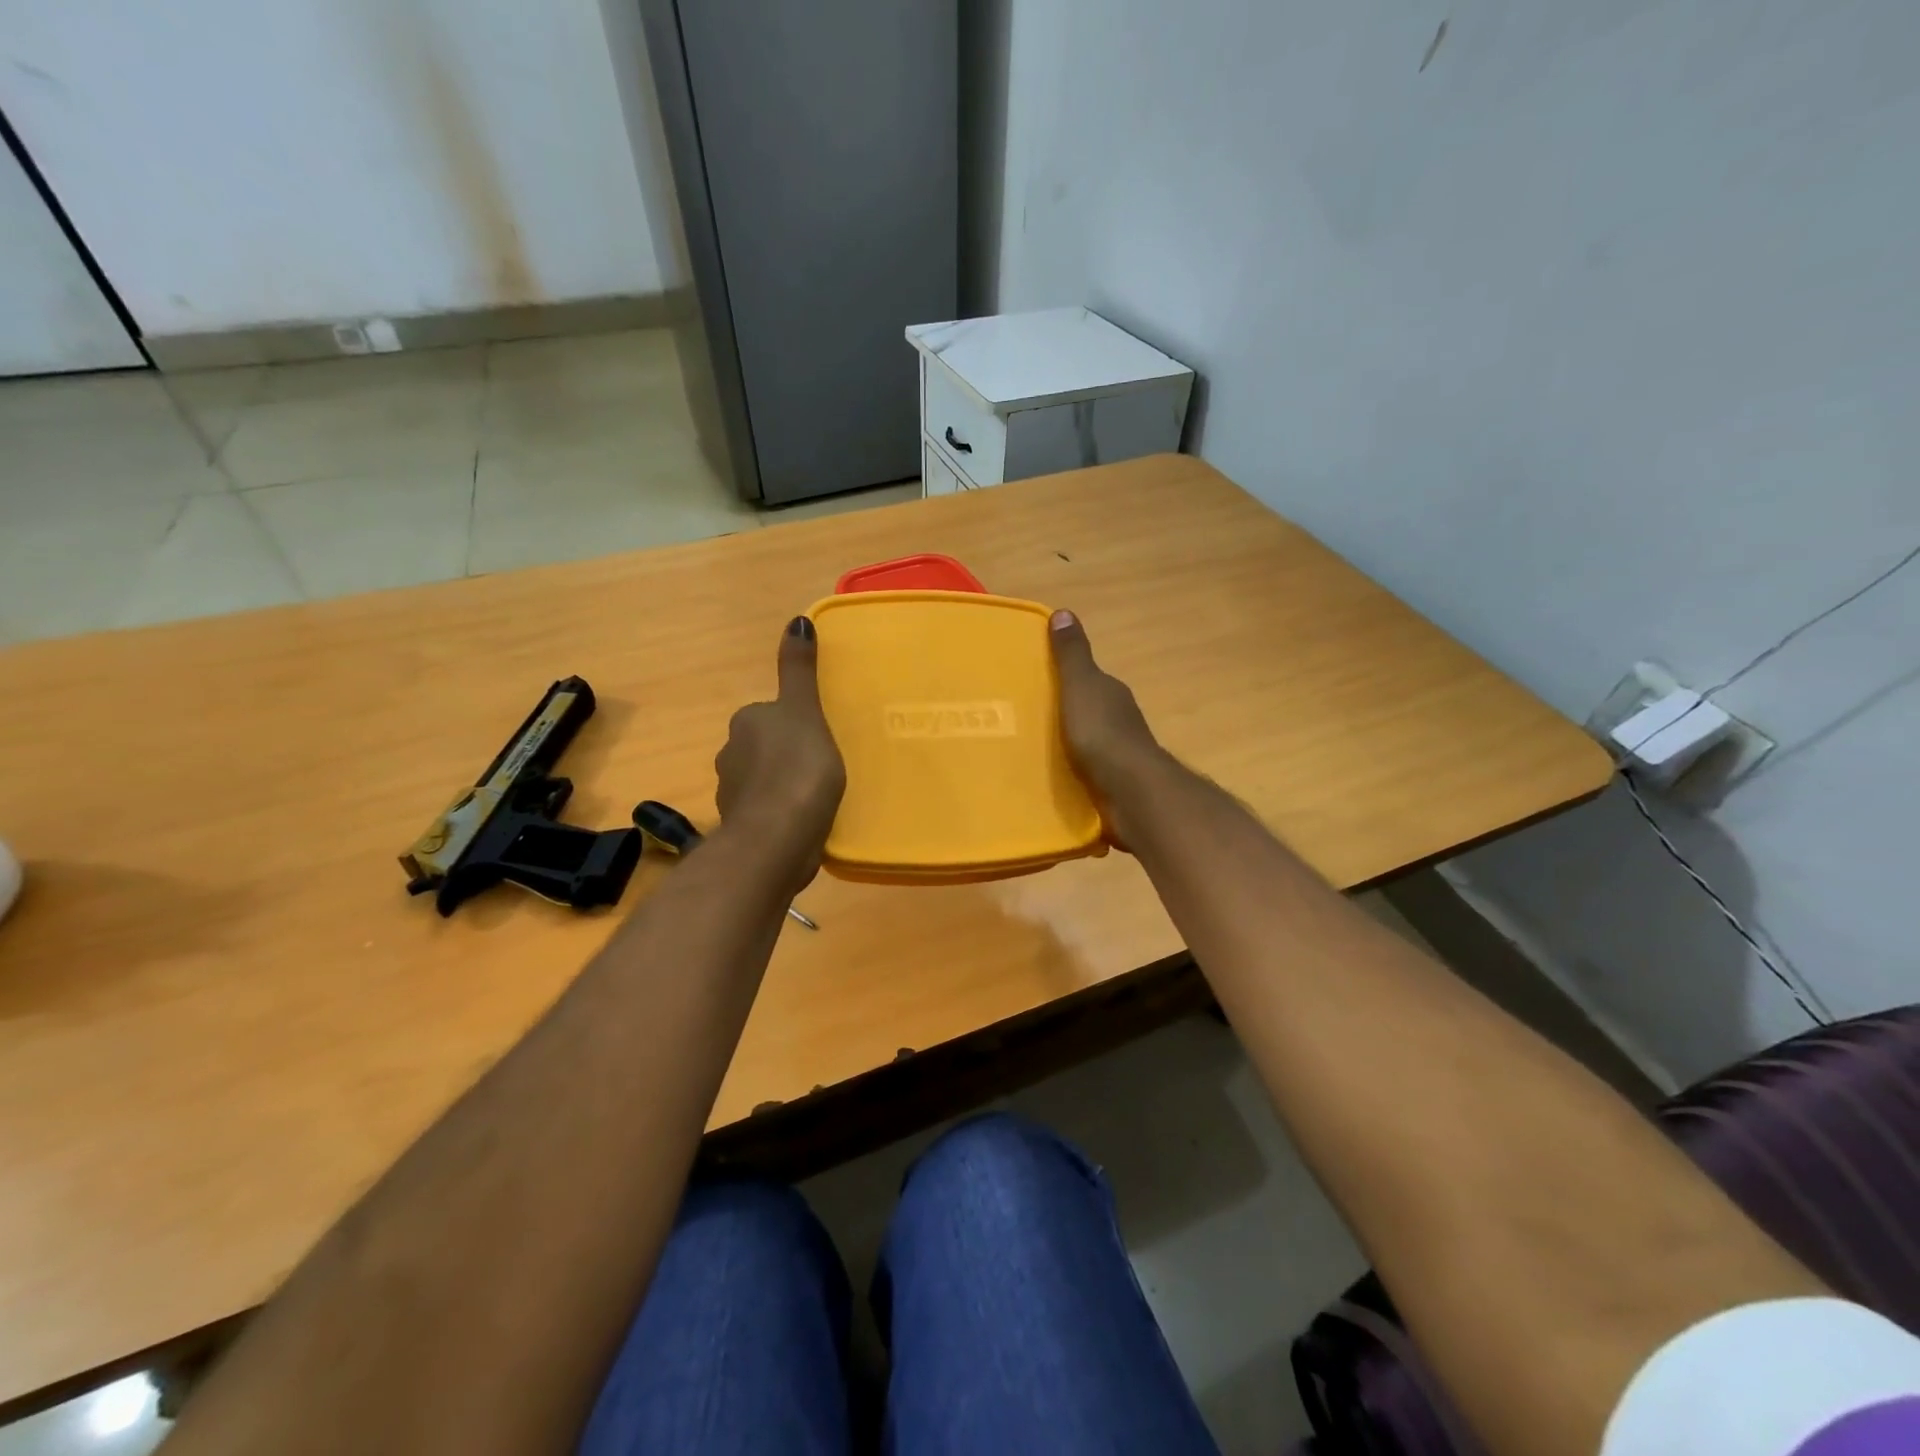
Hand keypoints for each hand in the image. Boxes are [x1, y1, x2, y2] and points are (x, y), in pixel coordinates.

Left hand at [715, 617, 845, 862]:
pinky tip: (804, 822)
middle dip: (785, 753)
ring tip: (815, 797)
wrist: (777, 839)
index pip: (768, 714)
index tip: (818, 738)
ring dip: (782, 785)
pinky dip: (781, 813)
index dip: (794, 723)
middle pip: (762, 746)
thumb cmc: (797, 769)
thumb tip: (796, 619)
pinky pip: (766, 811)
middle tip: (822, 765)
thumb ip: (799, 670)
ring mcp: (732, 794)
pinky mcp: (742, 827)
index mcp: (745, 723)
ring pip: (761, 780)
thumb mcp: (805, 711)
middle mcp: (729, 754)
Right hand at [1049, 609, 1169, 844]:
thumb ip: (1071, 655)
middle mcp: (1119, 719)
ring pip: (1087, 741)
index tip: (1035, 681)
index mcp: (1111, 693)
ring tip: (1031, 749)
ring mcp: (1118, 753)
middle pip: (1087, 710)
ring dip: (1067, 743)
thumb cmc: (1102, 732)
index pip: (1088, 678)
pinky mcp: (1112, 782)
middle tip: (1025, 717)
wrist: (1129, 790)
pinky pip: (1086, 770)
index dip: (1065, 677)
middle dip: (1063, 712)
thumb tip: (1064, 612)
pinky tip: (1051, 776)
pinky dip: (1071, 770)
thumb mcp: (1081, 685)